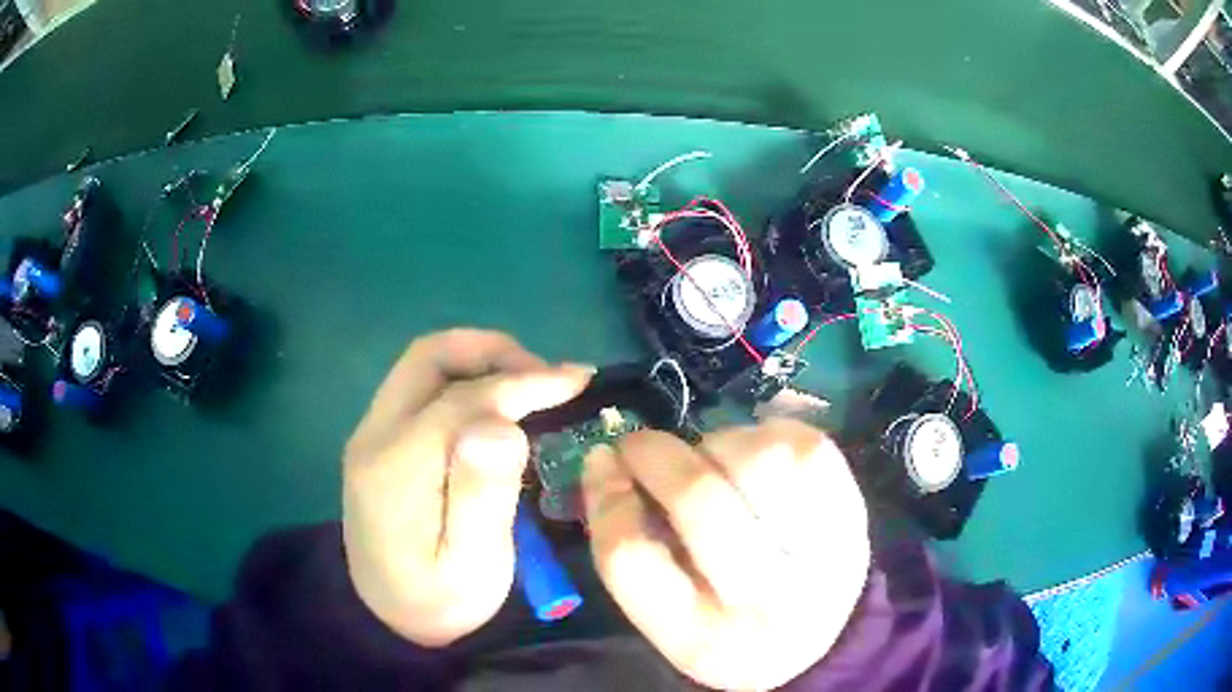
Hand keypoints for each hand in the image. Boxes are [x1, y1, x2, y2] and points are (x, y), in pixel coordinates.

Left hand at [343, 330, 592, 646]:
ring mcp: (371, 434)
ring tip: (528, 385)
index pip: (463, 399)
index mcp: (397, 468)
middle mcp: (374, 436)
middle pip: (430, 357)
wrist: (384, 617)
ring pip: (422, 365)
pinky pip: (419, 386)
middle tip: (547, 377)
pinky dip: (463, 379)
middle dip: (494, 351)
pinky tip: (494, 406)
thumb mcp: (473, 568)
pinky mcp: (377, 440)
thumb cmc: (439, 600)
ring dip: (478, 361)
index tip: (577, 381)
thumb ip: (483, 497)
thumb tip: (501, 422)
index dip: (523, 383)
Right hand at [583, 420, 869, 689]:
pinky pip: (800, 442)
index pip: (632, 558)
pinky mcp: (854, 508)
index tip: (602, 462)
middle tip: (640, 444)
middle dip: (657, 455)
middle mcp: (770, 603)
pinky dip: (764, 436)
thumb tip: (605, 460)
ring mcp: (825, 551)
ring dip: (717, 445)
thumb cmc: (725, 621)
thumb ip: (628, 546)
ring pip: (756, 459)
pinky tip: (756, 461)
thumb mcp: (664, 614)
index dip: (608, 498)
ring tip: (713, 464)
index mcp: (704, 641)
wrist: (819, 636)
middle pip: (700, 501)